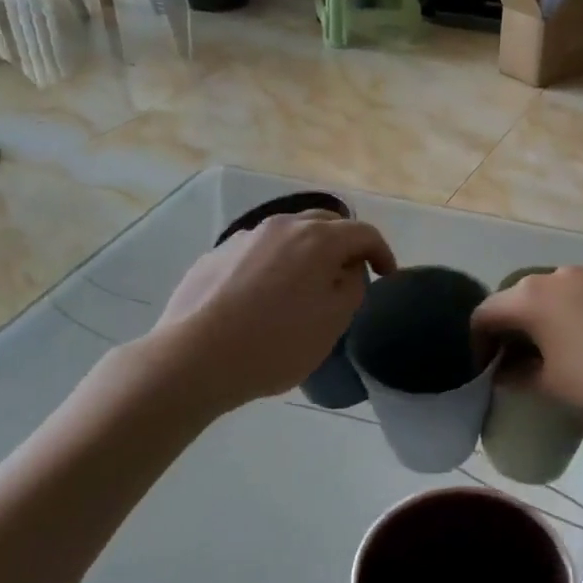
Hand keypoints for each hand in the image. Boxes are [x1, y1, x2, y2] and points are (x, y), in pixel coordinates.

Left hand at [149, 212, 395, 409]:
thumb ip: (352, 287)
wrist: (195, 358)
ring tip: (304, 287)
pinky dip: (273, 265)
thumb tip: (348, 269)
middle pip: (324, 224)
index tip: (386, 275)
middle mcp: (281, 227)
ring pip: (287, 235)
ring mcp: (244, 238)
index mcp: (317, 239)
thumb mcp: (333, 322)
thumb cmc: (276, 343)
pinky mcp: (215, 256)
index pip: (363, 233)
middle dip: (343, 245)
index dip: (382, 252)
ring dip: (306, 253)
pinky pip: (257, 252)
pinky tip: (263, 298)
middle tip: (348, 275)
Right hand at [471, 266, 582, 437]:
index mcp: (530, 297)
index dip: (477, 344)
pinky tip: (579, 349)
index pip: (485, 314)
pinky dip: (565, 320)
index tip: (484, 374)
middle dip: (507, 332)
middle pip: (516, 300)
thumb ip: (518, 376)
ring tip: (545, 359)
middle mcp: (556, 276)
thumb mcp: (550, 387)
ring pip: (548, 298)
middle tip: (510, 367)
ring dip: (538, 324)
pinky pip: (577, 300)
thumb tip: (506, 373)